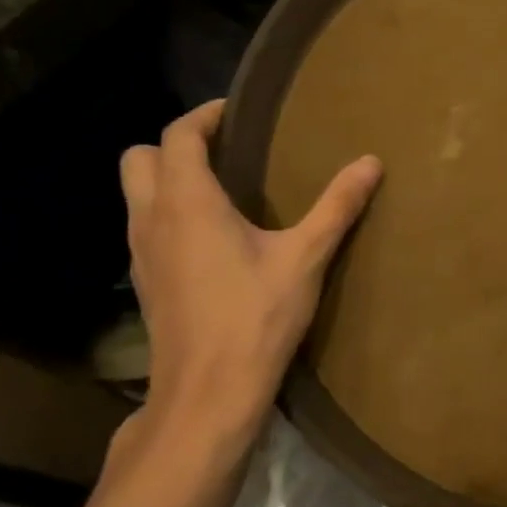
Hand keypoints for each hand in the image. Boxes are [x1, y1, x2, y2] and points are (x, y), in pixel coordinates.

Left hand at [119, 99, 381, 447]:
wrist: (207, 393)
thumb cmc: (255, 317)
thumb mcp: (306, 257)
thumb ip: (337, 205)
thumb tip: (371, 162)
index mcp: (188, 202)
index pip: (178, 135)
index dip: (205, 115)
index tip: (238, 112)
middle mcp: (152, 219)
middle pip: (139, 158)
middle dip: (176, 144)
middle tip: (225, 149)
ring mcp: (141, 253)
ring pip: (136, 194)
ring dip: (168, 178)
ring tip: (223, 187)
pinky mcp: (145, 282)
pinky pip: (145, 226)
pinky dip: (168, 213)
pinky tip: (212, 236)